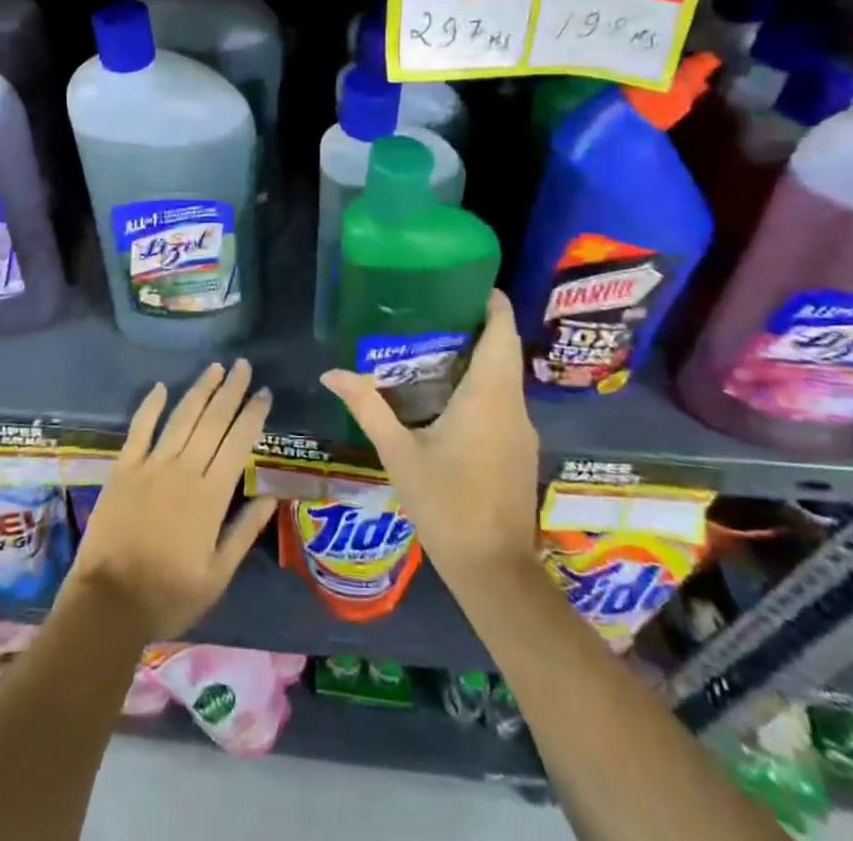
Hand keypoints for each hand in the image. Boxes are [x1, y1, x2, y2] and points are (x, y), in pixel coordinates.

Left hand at [63, 360, 276, 641]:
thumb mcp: (218, 574)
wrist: (109, 602)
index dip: (253, 415)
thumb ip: (246, 531)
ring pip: (181, 418)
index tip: (265, 393)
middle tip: (243, 365)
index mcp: (211, 496)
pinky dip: (150, 405)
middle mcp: (184, 470)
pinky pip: (140, 428)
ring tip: (215, 367)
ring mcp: (151, 465)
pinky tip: (161, 386)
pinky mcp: (124, 468)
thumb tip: (273, 496)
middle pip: (212, 421)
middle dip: (231, 390)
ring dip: (200, 390)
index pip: (238, 443)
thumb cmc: (169, 594)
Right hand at [320, 291, 541, 584]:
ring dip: (481, 356)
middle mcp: (513, 406)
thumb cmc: (446, 504)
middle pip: (505, 350)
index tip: (469, 281)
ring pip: (506, 377)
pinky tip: (449, 394)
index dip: (494, 302)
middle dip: (479, 325)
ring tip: (437, 343)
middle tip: (437, 308)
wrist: (494, 571)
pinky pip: (504, 401)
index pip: (502, 332)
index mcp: (489, 396)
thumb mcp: (399, 453)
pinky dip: (483, 384)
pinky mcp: (520, 450)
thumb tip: (331, 373)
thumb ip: (367, 406)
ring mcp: (521, 430)